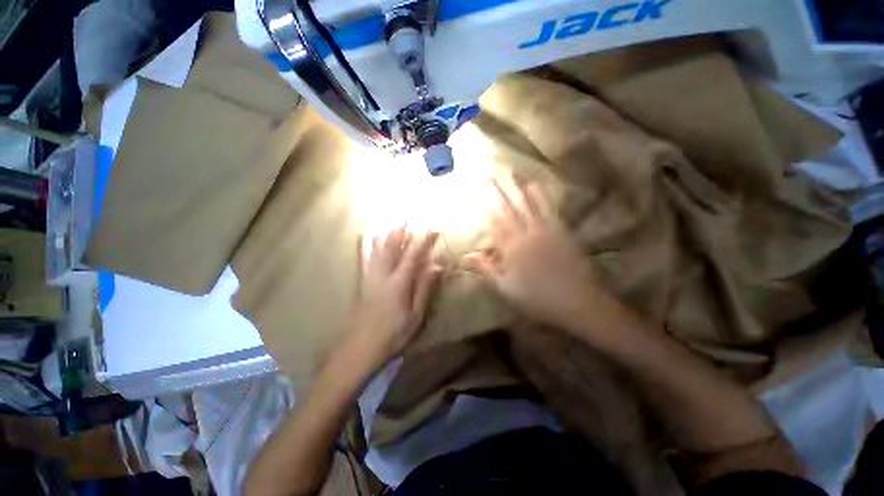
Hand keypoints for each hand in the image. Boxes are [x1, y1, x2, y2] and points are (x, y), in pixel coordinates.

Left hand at [348, 227, 440, 367]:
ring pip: (377, 248)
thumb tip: (437, 265)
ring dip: (388, 233)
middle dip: (403, 231)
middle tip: (412, 220)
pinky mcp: (362, 281)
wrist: (360, 348)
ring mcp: (369, 276)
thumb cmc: (393, 334)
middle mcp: (383, 274)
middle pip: (393, 246)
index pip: (413, 255)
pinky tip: (367, 235)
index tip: (431, 228)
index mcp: (399, 282)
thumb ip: (425, 287)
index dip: (422, 240)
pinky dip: (367, 243)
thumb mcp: (415, 314)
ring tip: (395, 222)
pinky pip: (364, 257)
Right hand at [466, 176, 602, 329]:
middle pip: (510, 210)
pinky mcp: (561, 231)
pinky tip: (537, 187)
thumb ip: (487, 268)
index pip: (496, 226)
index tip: (480, 196)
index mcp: (511, 250)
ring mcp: (545, 231)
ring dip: (519, 188)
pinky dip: (542, 196)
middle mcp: (526, 235)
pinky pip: (549, 209)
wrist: (577, 301)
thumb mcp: (506, 288)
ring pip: (529, 205)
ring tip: (513, 172)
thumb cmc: (537, 298)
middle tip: (492, 175)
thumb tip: (467, 255)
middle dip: (500, 192)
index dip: (487, 211)